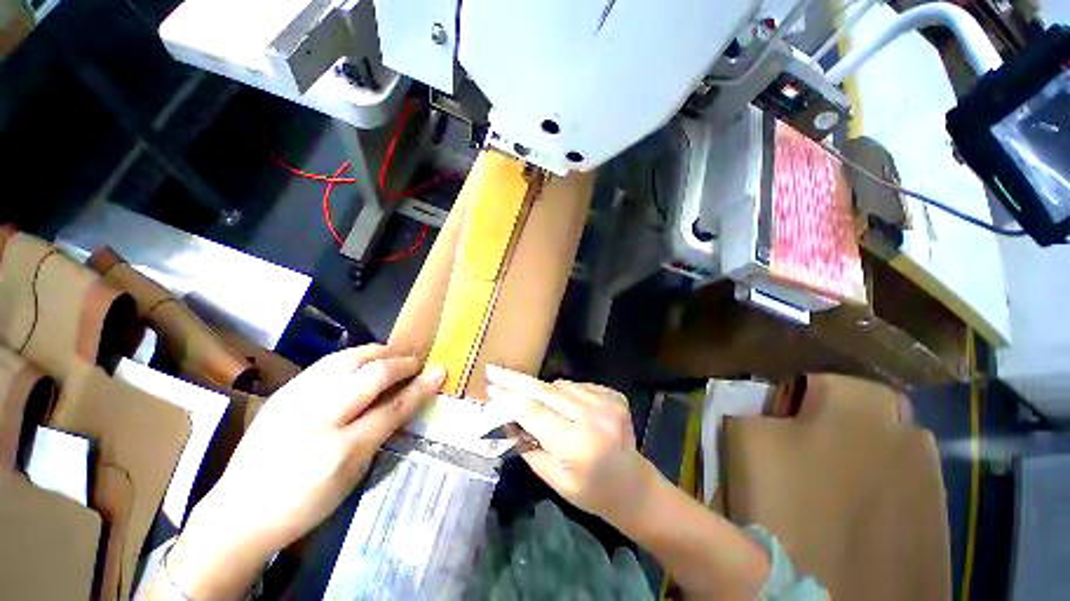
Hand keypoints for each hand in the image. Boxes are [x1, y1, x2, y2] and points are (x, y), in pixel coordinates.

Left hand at [164, 345, 444, 599]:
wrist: (239, 512)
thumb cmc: (305, 504)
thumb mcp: (352, 475)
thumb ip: (380, 432)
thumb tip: (406, 400)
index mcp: (340, 450)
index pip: (393, 407)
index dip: (421, 386)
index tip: (440, 370)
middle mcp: (318, 418)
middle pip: (372, 375)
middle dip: (402, 362)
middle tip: (416, 360)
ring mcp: (295, 400)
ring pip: (347, 359)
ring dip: (378, 352)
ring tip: (394, 353)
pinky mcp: (283, 392)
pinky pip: (326, 364)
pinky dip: (353, 357)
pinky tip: (362, 359)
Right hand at [484, 365, 655, 528]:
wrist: (633, 485)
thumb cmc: (591, 491)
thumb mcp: (554, 479)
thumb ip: (529, 447)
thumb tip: (507, 418)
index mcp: (578, 444)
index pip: (535, 413)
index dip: (510, 399)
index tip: (491, 387)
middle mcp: (594, 418)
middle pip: (546, 392)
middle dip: (517, 380)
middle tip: (495, 370)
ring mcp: (608, 403)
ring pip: (561, 386)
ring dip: (543, 391)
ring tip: (538, 404)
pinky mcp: (614, 395)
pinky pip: (577, 386)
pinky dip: (564, 392)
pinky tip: (565, 407)